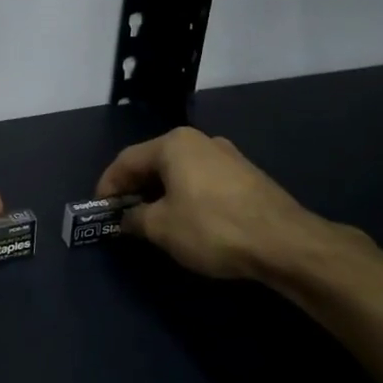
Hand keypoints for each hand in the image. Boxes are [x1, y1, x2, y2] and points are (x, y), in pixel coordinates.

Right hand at [96, 127, 347, 283]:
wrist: (284, 241)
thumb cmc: (212, 227)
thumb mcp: (161, 227)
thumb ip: (134, 219)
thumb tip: (125, 218)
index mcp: (173, 144)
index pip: (126, 160)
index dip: (107, 185)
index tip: (99, 210)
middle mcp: (199, 141)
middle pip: (153, 162)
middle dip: (134, 189)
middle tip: (122, 216)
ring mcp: (227, 156)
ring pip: (179, 171)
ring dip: (160, 193)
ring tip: (151, 221)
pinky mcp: (245, 175)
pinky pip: (201, 180)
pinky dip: (184, 196)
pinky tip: (185, 220)